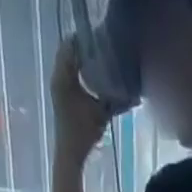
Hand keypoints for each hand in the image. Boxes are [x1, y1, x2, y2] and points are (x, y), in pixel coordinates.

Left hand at [49, 37, 110, 162]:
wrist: (70, 153)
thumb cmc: (84, 134)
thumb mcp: (101, 114)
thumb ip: (116, 100)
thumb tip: (134, 92)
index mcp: (64, 76)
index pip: (72, 44)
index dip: (87, 39)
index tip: (103, 38)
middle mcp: (58, 76)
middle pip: (69, 49)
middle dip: (85, 46)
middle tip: (103, 47)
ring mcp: (57, 84)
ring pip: (68, 60)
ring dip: (82, 57)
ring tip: (100, 59)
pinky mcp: (60, 93)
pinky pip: (69, 72)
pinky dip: (80, 69)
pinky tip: (93, 75)